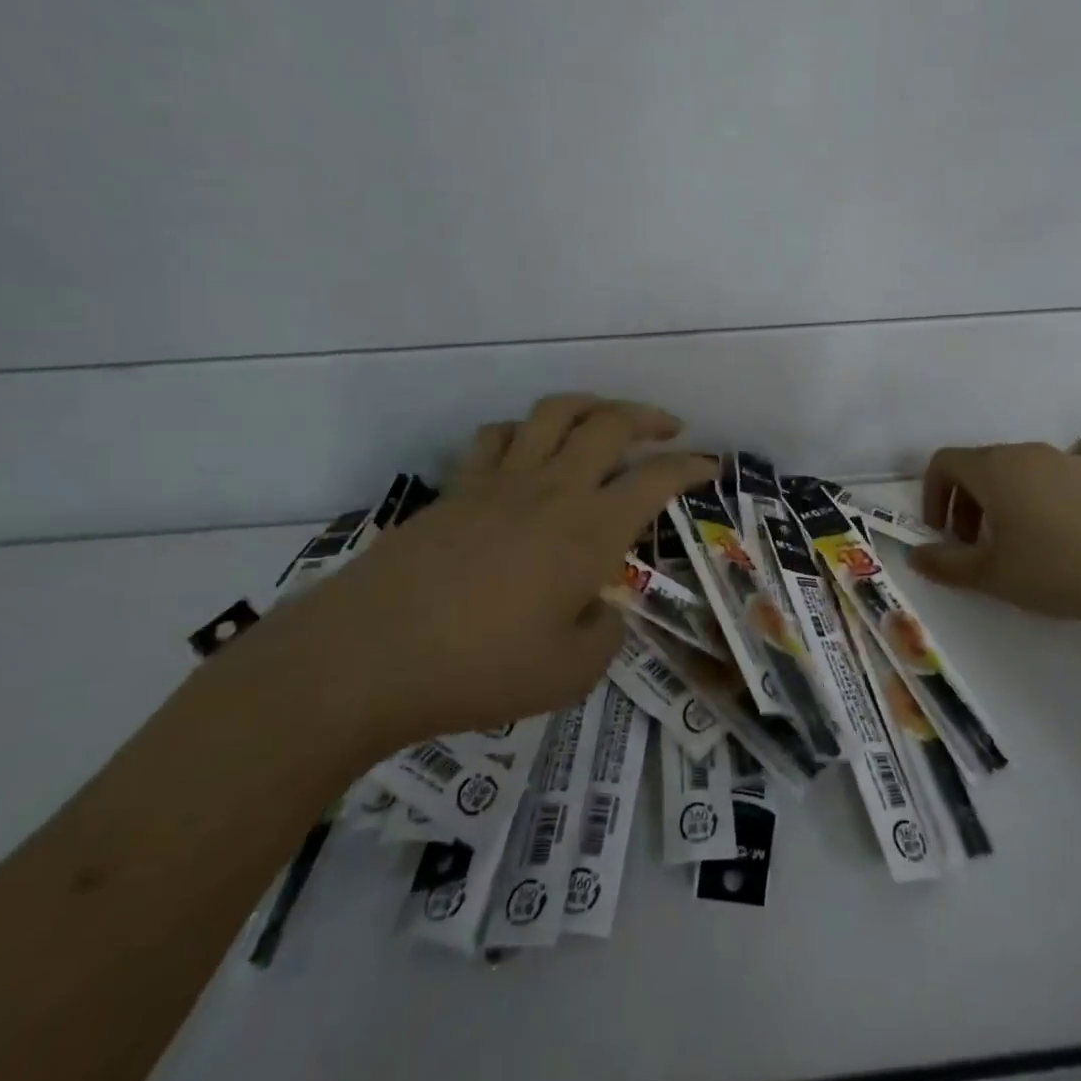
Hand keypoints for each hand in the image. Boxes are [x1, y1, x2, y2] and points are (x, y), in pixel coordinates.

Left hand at [262, 395, 715, 753]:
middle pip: (610, 423)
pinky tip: (528, 449)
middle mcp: (553, 490)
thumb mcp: (569, 674)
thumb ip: (604, 635)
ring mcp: (501, 482)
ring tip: (606, 419)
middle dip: (649, 417)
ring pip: (554, 412)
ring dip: (591, 405)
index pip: (656, 479)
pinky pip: (497, 437)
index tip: (711, 466)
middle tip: (669, 429)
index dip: (691, 467)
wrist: (369, 657)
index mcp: (590, 530)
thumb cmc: (480, 670)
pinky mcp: (458, 489)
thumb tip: (601, 609)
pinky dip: (523, 431)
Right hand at [907, 442, 1080, 634]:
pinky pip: (1044, 480)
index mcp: (994, 468)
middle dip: (962, 503)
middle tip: (970, 546)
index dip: (932, 495)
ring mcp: (1063, 462)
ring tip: (1010, 547)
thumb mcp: (991, 574)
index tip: (940, 533)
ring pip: (1012, 473)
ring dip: (995, 503)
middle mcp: (1025, 453)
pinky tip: (1051, 544)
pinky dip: (1029, 502)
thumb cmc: (1055, 569)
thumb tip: (915, 556)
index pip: (944, 462)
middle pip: (977, 466)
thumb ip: (945, 564)